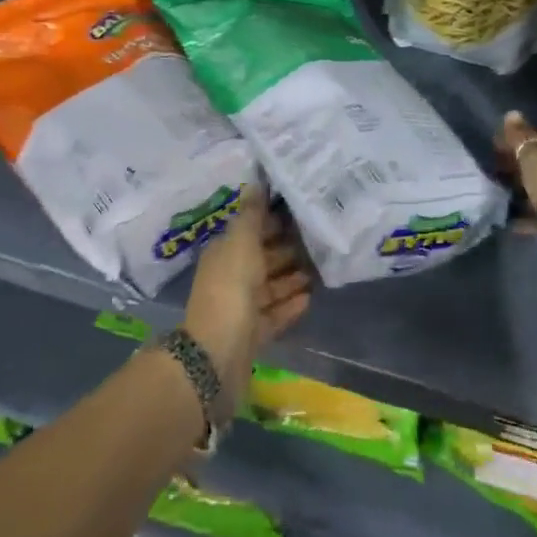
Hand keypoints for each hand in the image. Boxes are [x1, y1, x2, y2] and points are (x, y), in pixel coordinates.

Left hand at [182, 186, 311, 400]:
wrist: (216, 354)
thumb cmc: (230, 289)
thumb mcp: (241, 243)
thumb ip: (252, 215)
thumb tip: (255, 182)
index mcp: (224, 253)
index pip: (251, 231)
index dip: (273, 222)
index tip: (302, 214)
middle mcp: (230, 277)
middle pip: (261, 259)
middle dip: (286, 250)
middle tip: (318, 240)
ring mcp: (240, 308)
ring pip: (269, 288)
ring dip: (291, 278)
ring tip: (319, 269)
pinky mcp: (252, 335)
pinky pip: (274, 315)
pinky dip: (289, 306)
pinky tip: (310, 298)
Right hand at [497, 111, 536, 269]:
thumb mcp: (535, 157)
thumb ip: (521, 137)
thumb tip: (511, 113)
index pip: (535, 137)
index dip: (513, 144)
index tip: (491, 155)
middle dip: (515, 169)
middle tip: (492, 178)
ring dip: (521, 193)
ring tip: (498, 201)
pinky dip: (529, 216)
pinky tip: (513, 223)